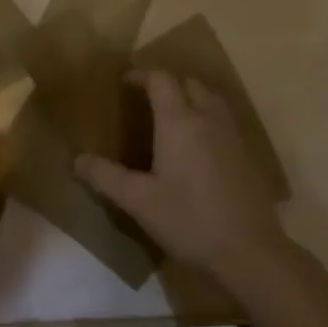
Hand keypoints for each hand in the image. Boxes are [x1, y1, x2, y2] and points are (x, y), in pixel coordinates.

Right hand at [75, 70, 290, 287]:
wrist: (250, 251)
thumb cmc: (189, 220)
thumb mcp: (139, 201)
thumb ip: (106, 177)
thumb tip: (78, 159)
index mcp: (179, 121)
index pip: (160, 79)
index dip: (141, 75)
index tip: (124, 83)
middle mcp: (208, 118)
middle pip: (188, 83)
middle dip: (167, 84)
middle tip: (146, 100)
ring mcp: (232, 135)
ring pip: (211, 99)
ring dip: (190, 97)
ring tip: (172, 117)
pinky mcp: (248, 154)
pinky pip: (224, 120)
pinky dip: (207, 118)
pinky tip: (198, 146)